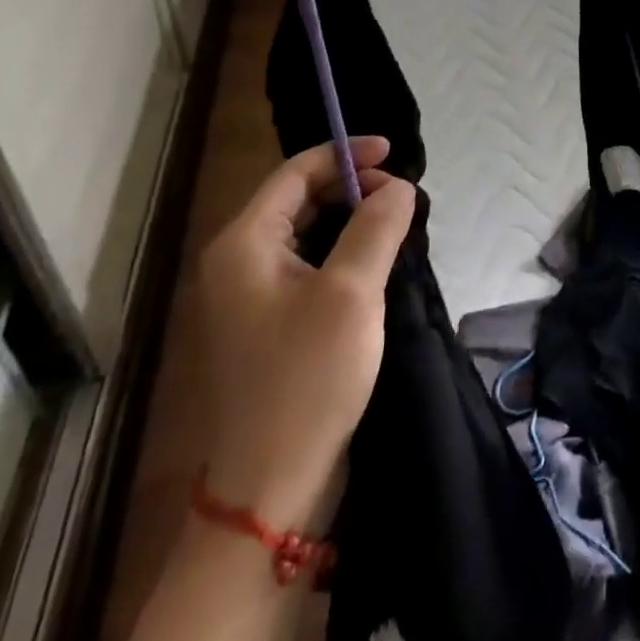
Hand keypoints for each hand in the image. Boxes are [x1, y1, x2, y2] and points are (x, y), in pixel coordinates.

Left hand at [197, 136, 414, 529]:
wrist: (271, 487)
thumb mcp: (352, 293)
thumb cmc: (308, 378)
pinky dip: (342, 253)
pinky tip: (375, 265)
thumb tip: (400, 188)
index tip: (394, 154)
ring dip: (350, 220)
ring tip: (395, 223)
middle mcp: (237, 262)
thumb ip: (377, 227)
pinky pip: (307, 266)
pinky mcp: (269, 325)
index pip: (295, 172)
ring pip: (305, 234)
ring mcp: (249, 297)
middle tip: (401, 196)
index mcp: (244, 244)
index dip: (345, 154)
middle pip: (297, 199)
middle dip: (351, 187)